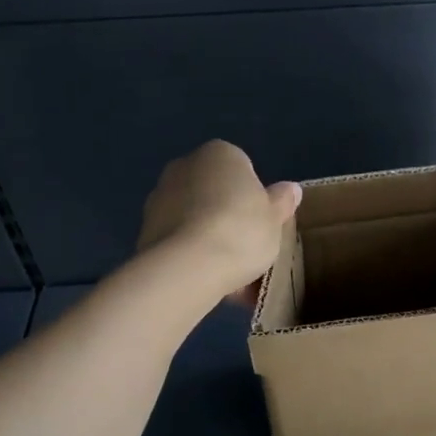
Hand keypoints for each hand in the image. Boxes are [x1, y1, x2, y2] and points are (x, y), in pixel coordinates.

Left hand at [138, 140, 301, 300]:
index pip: (243, 169)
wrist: (188, 266)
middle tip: (247, 249)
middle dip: (228, 217)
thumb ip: (282, 202)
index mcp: (220, 153)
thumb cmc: (241, 230)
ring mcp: (160, 197)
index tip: (261, 225)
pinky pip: (179, 241)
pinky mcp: (144, 229)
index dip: (254, 199)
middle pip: (215, 193)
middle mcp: (185, 166)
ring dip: (209, 239)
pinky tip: (209, 281)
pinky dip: (192, 256)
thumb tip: (291, 189)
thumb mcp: (275, 218)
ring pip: (195, 219)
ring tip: (230, 276)